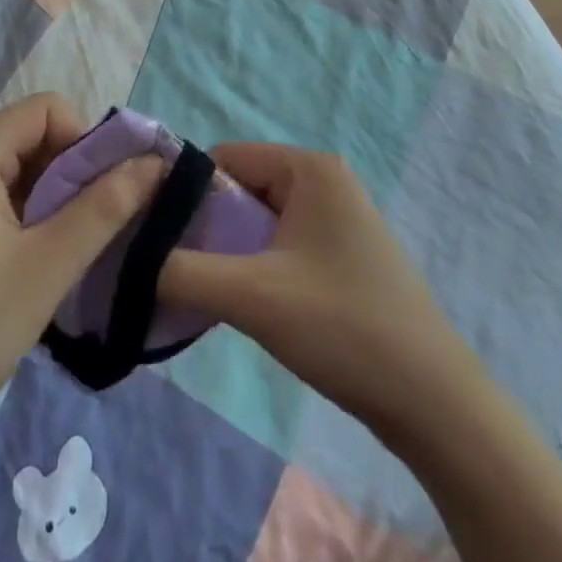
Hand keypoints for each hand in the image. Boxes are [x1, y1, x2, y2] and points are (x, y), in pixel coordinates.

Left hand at [0, 94, 163, 465]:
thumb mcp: (46, 268)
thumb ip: (104, 209)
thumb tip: (154, 162)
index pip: (47, 110)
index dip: (85, 141)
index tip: (103, 195)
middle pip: (34, 139)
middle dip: (75, 174)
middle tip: (97, 230)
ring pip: (21, 174)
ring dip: (56, 202)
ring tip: (71, 255)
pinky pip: (0, 203)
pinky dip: (31, 222)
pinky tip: (40, 268)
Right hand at [158, 144, 481, 435]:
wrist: (432, 401)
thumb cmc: (343, 328)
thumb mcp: (252, 297)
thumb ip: (182, 272)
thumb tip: (129, 260)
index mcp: (309, 167)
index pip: (223, 160)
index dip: (184, 195)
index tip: (154, 240)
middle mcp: (323, 180)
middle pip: (239, 190)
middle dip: (206, 229)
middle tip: (176, 275)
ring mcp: (336, 218)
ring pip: (257, 221)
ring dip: (228, 254)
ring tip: (206, 294)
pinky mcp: (340, 253)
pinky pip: (279, 244)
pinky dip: (253, 268)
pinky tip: (242, 306)